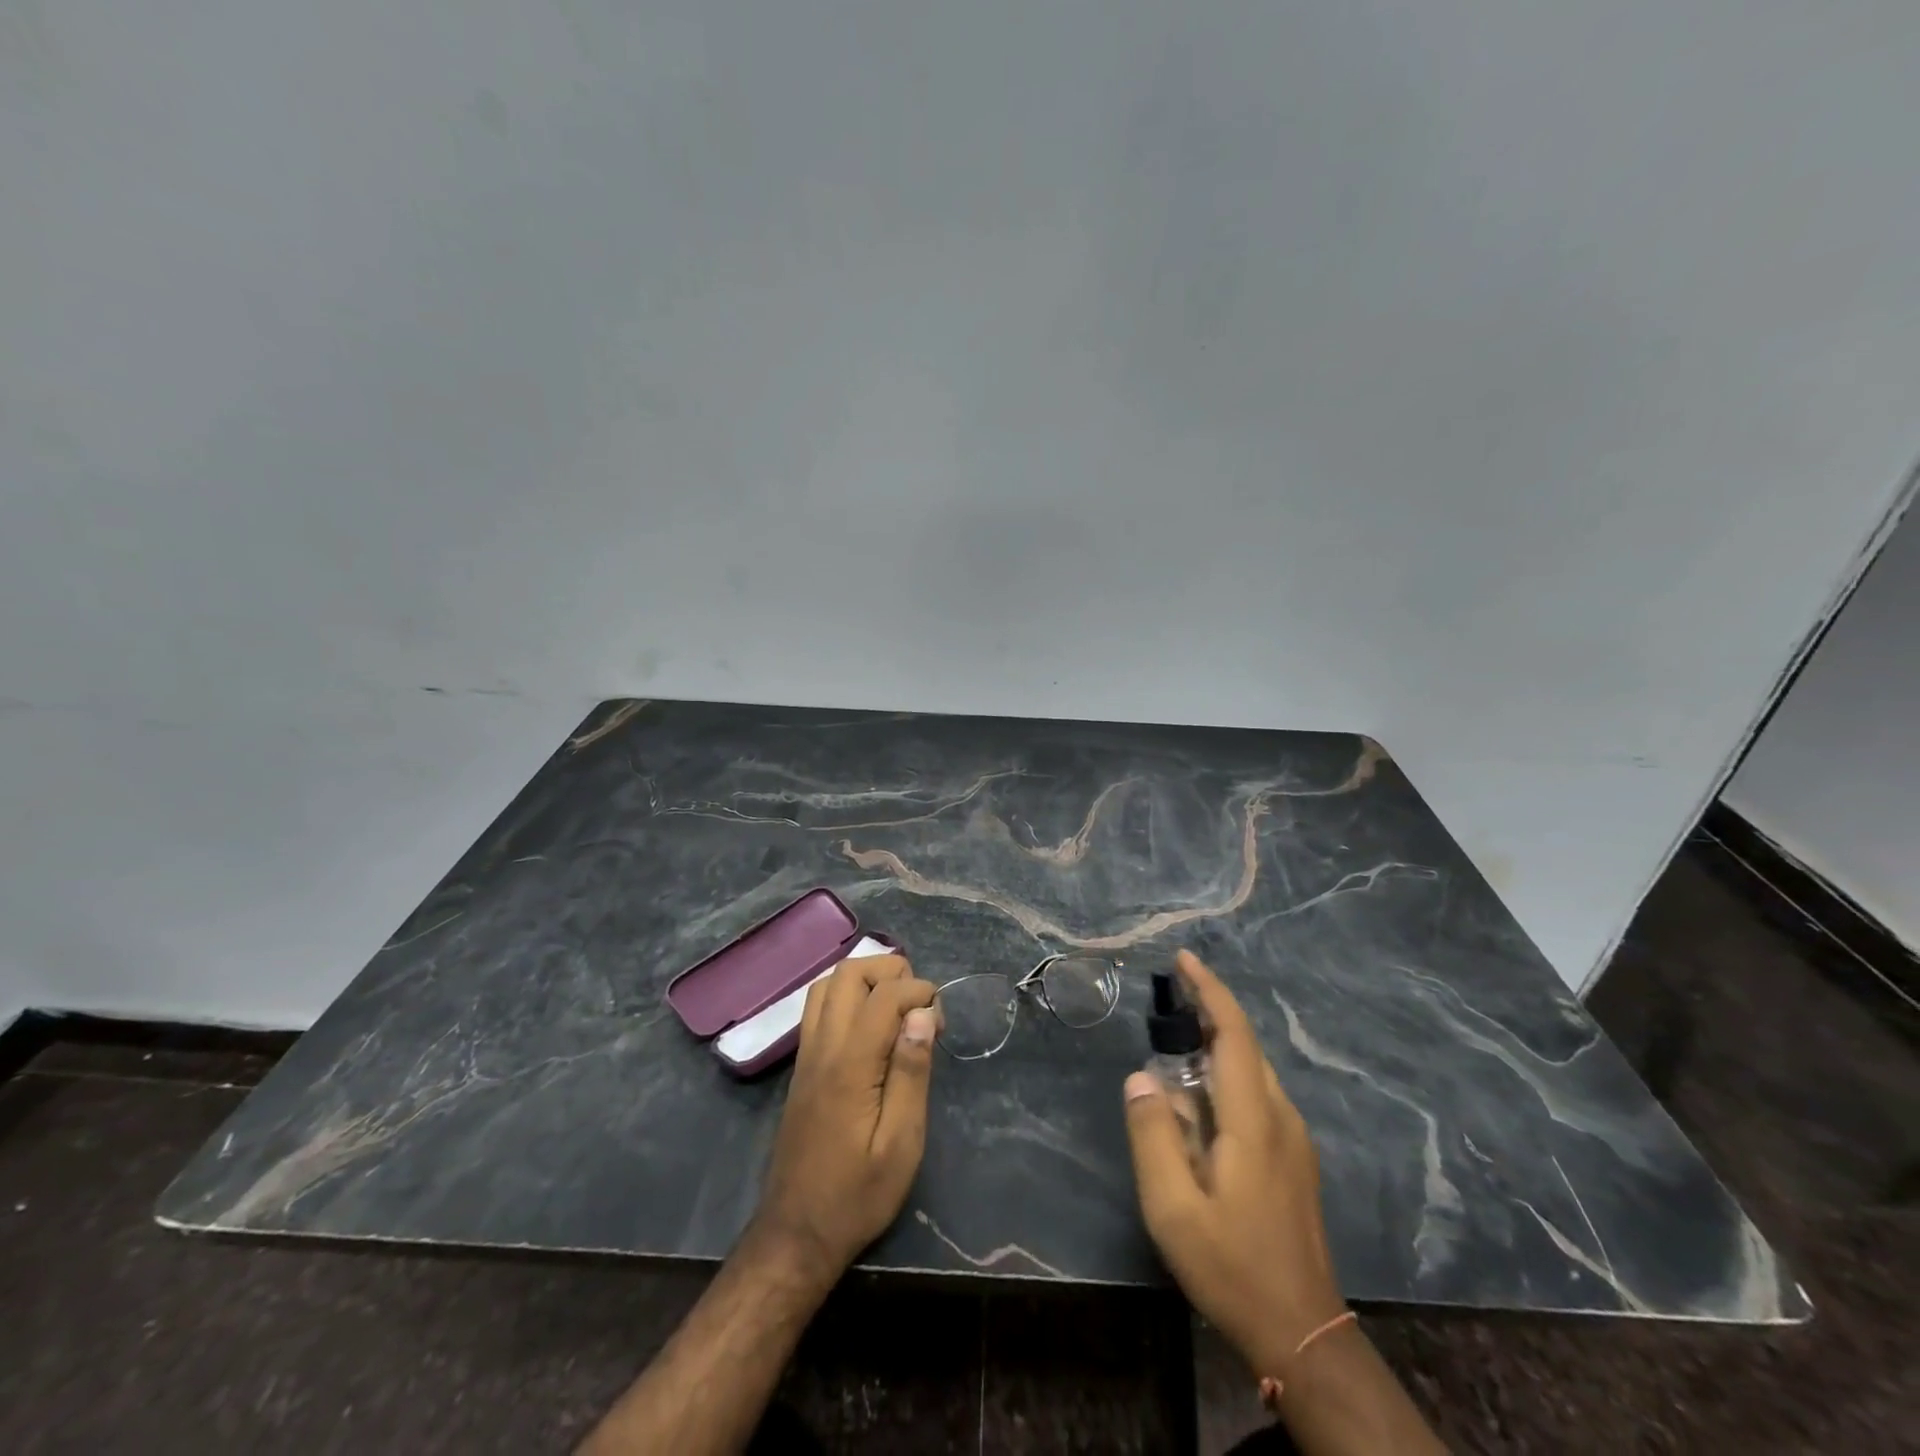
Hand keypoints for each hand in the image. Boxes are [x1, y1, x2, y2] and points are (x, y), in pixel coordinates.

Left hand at [753, 953, 938, 1274]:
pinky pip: (818, 1008)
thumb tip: (922, 1015)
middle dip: (890, 972)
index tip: (940, 1020)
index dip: (919, 991)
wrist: (796, 1234)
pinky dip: (847, 996)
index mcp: (851, 1064)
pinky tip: (870, 1025)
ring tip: (897, 1008)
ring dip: (865, 980)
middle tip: (919, 1005)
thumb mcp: (901, 1143)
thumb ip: (911, 1072)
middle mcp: (822, 1047)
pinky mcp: (801, 1067)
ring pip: (827, 985)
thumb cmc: (858, 1195)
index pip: (884, 995)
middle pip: (849, 974)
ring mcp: (806, 1055)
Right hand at [1124, 950, 1346, 1381]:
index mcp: (1253, 1121)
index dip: (1210, 991)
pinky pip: (1258, 1095)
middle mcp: (1281, 1118)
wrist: (1303, 1332)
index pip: (1234, 1035)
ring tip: (1176, 1043)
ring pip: (1253, 1071)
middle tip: (1168, 997)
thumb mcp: (1173, 1209)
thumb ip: (1154, 1137)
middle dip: (1209, 1012)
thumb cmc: (1231, 1267)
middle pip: (1246, 1046)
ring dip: (1217, 1045)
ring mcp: (1295, 1140)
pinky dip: (1227, 1074)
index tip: (1184, 960)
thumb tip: (1140, 1078)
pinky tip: (1201, 1098)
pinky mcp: (1295, 1159)